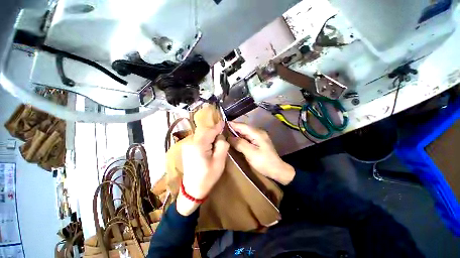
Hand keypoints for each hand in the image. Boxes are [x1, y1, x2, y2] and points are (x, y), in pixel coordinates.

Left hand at [177, 121, 229, 215]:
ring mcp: (187, 145)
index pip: (210, 131)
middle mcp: (190, 142)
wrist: (192, 190)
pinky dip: (205, 140)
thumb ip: (222, 145)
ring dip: (209, 136)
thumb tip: (220, 136)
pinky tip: (208, 147)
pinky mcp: (187, 148)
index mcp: (198, 145)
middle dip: (214, 132)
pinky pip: (198, 139)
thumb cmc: (208, 176)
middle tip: (221, 138)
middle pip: (205, 132)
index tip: (223, 122)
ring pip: (201, 135)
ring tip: (215, 144)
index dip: (218, 126)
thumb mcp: (219, 161)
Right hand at [228, 122, 294, 184]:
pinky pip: (247, 137)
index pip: (242, 126)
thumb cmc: (264, 162)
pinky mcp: (258, 141)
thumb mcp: (251, 153)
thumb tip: (229, 137)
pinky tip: (234, 140)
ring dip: (236, 133)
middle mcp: (258, 132)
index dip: (232, 124)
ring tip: (225, 135)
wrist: (277, 170)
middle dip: (233, 128)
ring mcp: (258, 136)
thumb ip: (240, 144)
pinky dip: (240, 138)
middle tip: (221, 131)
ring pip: (244, 132)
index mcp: (257, 133)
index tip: (222, 124)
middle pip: (243, 128)